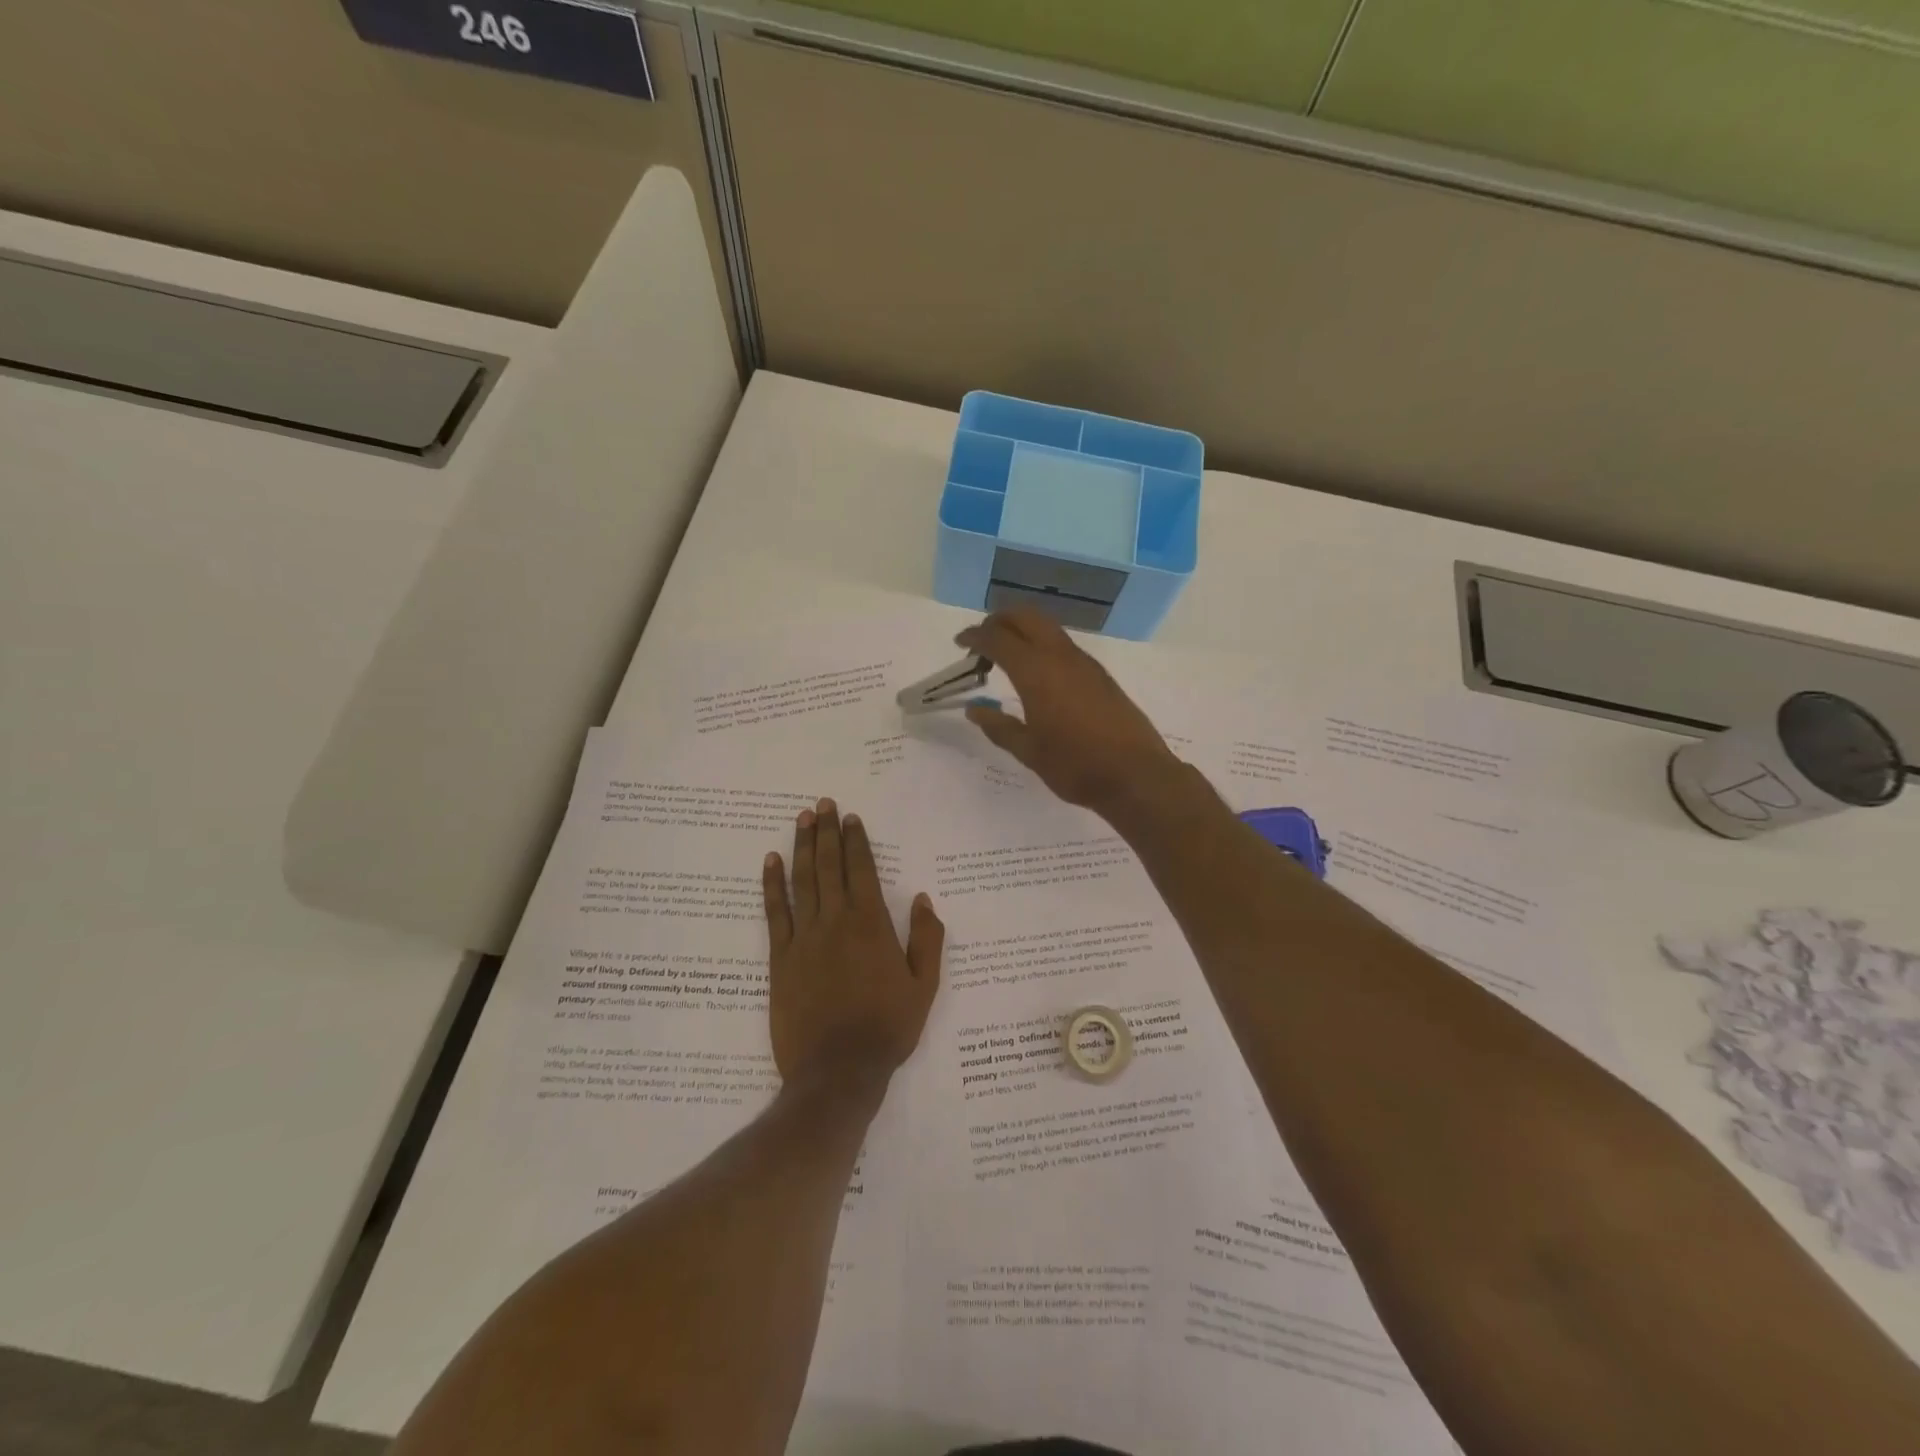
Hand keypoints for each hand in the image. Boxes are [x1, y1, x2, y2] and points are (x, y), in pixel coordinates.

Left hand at [762, 799, 943, 1091]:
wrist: (838, 1071)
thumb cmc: (887, 1028)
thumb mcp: (923, 987)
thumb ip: (927, 940)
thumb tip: (923, 899)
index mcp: (871, 925)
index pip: (861, 870)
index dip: (855, 841)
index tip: (850, 817)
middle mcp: (835, 922)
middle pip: (829, 866)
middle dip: (826, 832)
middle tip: (822, 804)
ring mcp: (804, 938)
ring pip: (803, 881)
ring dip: (802, 847)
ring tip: (801, 819)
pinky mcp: (780, 958)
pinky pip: (775, 913)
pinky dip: (772, 885)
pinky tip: (770, 862)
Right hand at [957, 609, 1183, 816]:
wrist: (1136, 775)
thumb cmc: (1075, 766)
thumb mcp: (1029, 752)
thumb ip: (999, 727)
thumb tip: (975, 710)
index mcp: (1036, 672)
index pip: (998, 639)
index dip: (975, 636)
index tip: (960, 644)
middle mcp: (1060, 657)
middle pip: (1026, 617)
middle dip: (1000, 620)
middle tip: (982, 642)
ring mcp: (1085, 663)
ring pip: (1048, 628)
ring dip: (1023, 631)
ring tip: (1006, 657)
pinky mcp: (1100, 675)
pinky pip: (1063, 645)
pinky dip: (1042, 645)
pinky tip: (1038, 674)